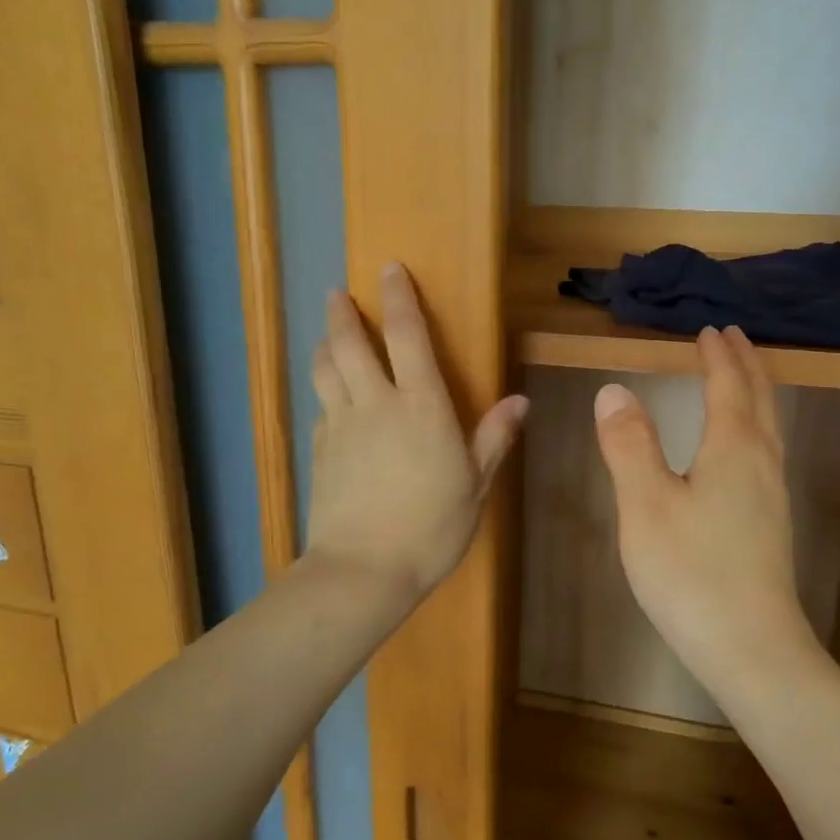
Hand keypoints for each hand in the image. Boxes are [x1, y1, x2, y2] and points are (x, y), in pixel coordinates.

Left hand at [306, 264, 527, 604]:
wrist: (363, 570)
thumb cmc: (431, 527)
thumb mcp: (475, 485)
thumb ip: (493, 438)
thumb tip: (520, 401)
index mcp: (421, 406)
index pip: (407, 335)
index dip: (399, 297)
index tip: (390, 269)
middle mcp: (375, 403)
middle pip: (349, 343)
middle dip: (342, 312)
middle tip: (338, 292)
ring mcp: (340, 425)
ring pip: (325, 369)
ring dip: (325, 343)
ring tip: (329, 332)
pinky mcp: (319, 449)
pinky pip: (321, 406)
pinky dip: (325, 389)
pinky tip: (331, 397)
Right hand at [594, 327, 811, 689]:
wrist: (753, 649)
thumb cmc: (692, 572)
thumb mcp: (645, 505)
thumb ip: (629, 445)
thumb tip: (615, 390)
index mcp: (733, 449)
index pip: (728, 386)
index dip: (718, 355)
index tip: (709, 329)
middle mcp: (762, 463)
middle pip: (760, 400)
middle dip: (746, 364)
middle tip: (733, 338)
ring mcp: (773, 496)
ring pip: (769, 427)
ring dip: (755, 394)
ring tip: (740, 380)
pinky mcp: (772, 525)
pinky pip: (766, 452)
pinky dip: (755, 426)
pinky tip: (742, 450)